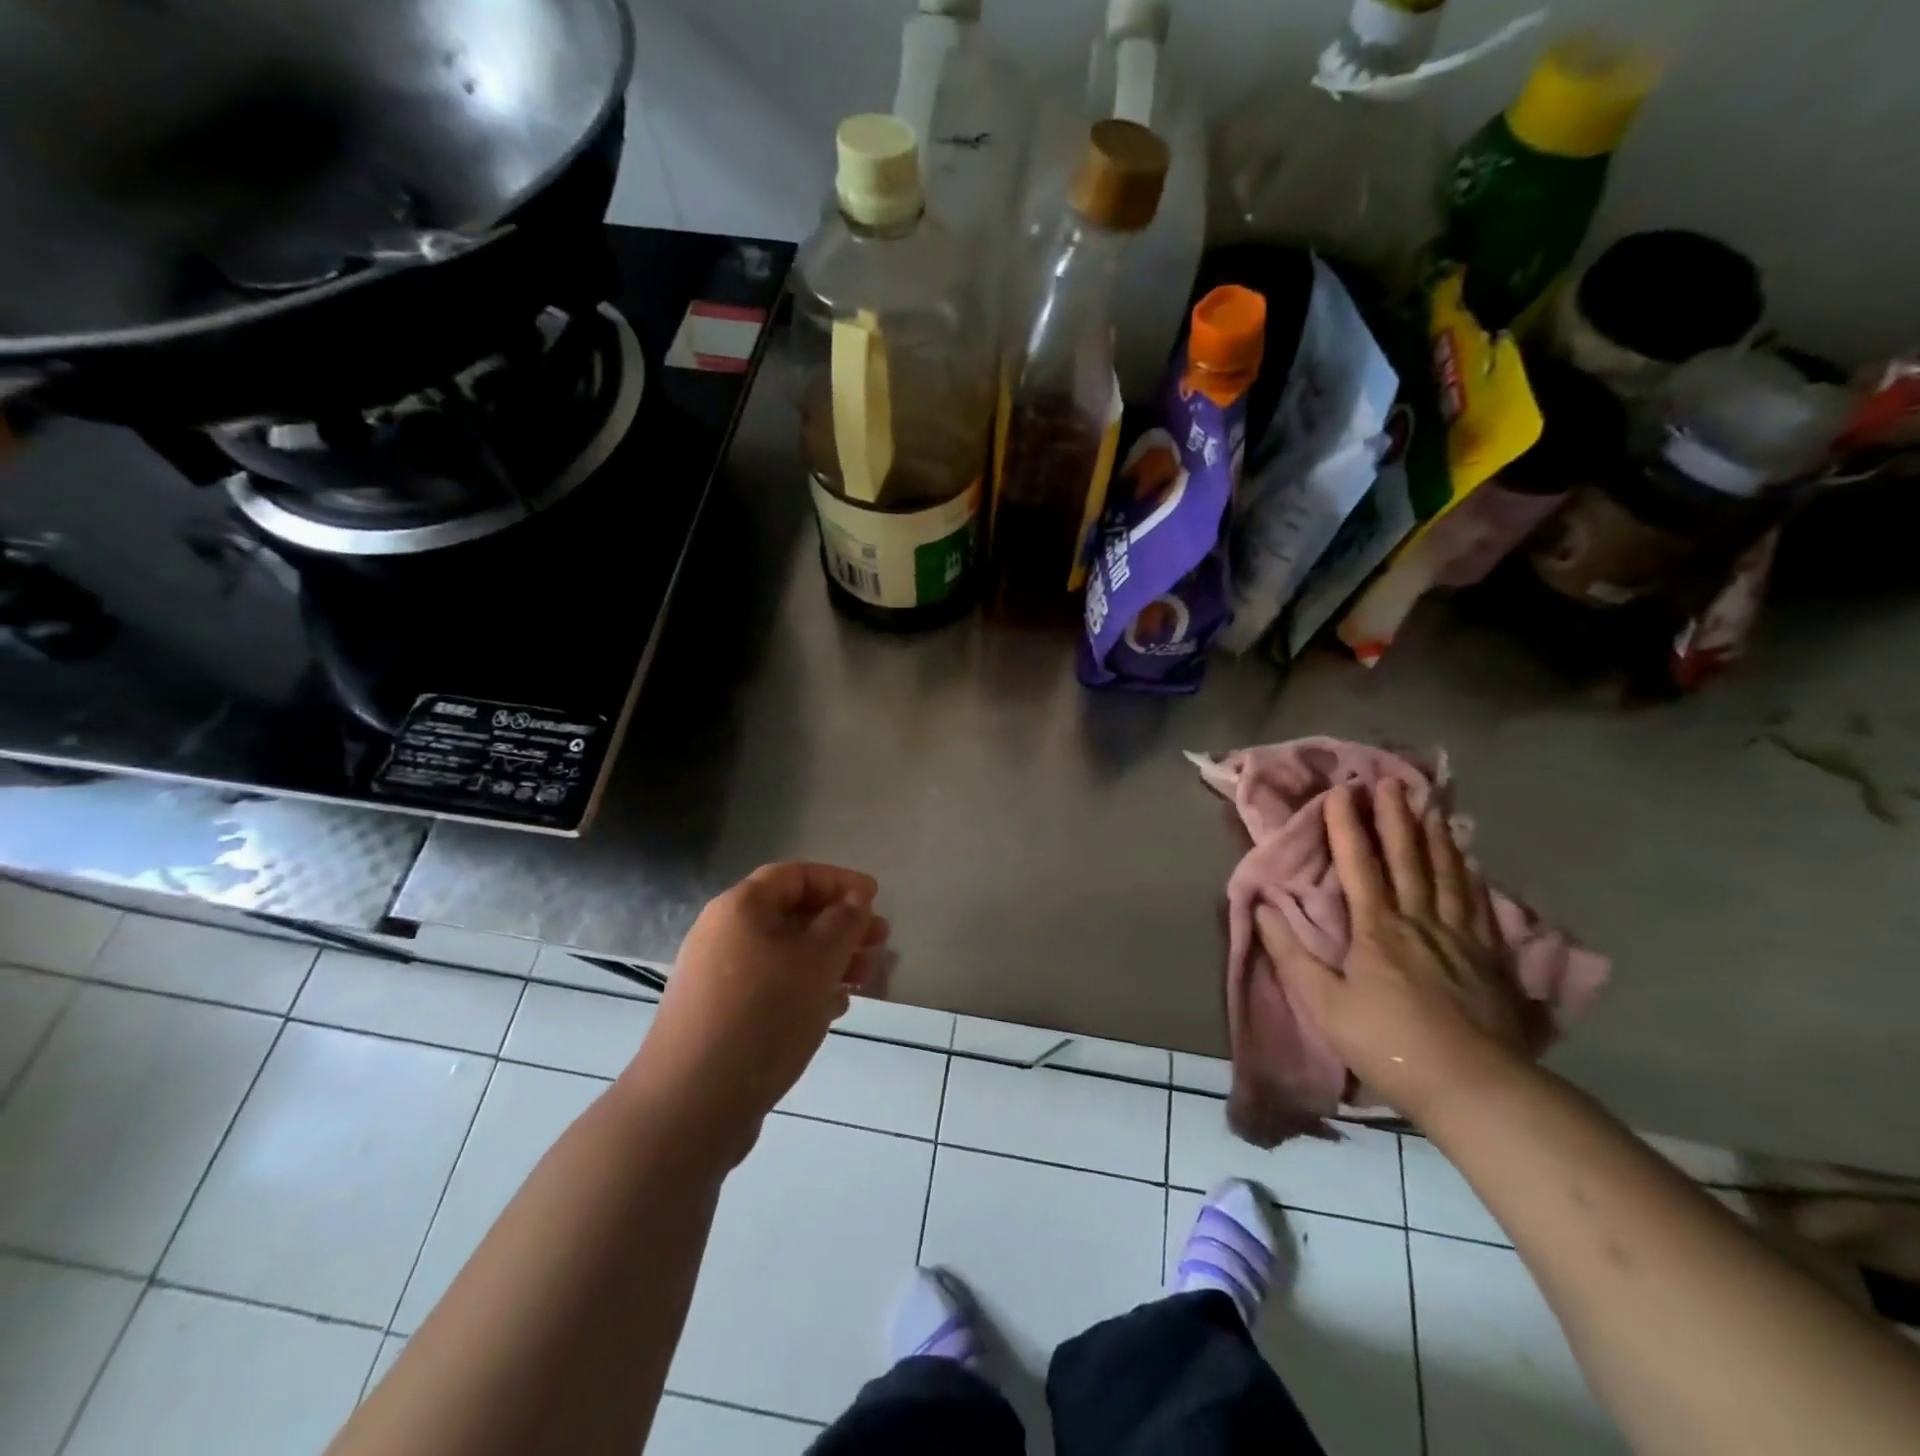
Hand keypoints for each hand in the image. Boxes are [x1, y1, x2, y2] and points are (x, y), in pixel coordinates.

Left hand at [624, 863, 889, 1164]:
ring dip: (829, 960)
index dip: (839, 881)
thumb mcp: (817, 961)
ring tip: (864, 980)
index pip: (796, 875)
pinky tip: (834, 1008)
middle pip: (792, 914)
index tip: (875, 898)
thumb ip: (844, 922)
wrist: (691, 1105)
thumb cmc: (763, 1016)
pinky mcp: (720, 1015)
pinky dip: (806, 988)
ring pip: (785, 954)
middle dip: (841, 925)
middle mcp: (724, 934)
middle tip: (880, 942)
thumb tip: (854, 900)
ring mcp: (719, 977)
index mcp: (741, 907)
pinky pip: (772, 986)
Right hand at [1258, 780, 1546, 1122]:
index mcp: (1377, 929)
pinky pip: (1478, 904)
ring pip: (1446, 874)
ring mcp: (1460, 938)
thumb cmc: (1388, 1044)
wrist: (1476, 1087)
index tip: (1341, 792)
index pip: (1359, 865)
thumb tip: (1265, 907)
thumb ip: (1291, 954)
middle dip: (1395, 818)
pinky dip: (1470, 876)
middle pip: (1407, 859)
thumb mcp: (1323, 1004)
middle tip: (1390, 781)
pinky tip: (1470, 861)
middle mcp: (1419, 921)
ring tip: (1431, 806)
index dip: (1347, 827)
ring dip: (1435, 837)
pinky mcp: (1489, 959)